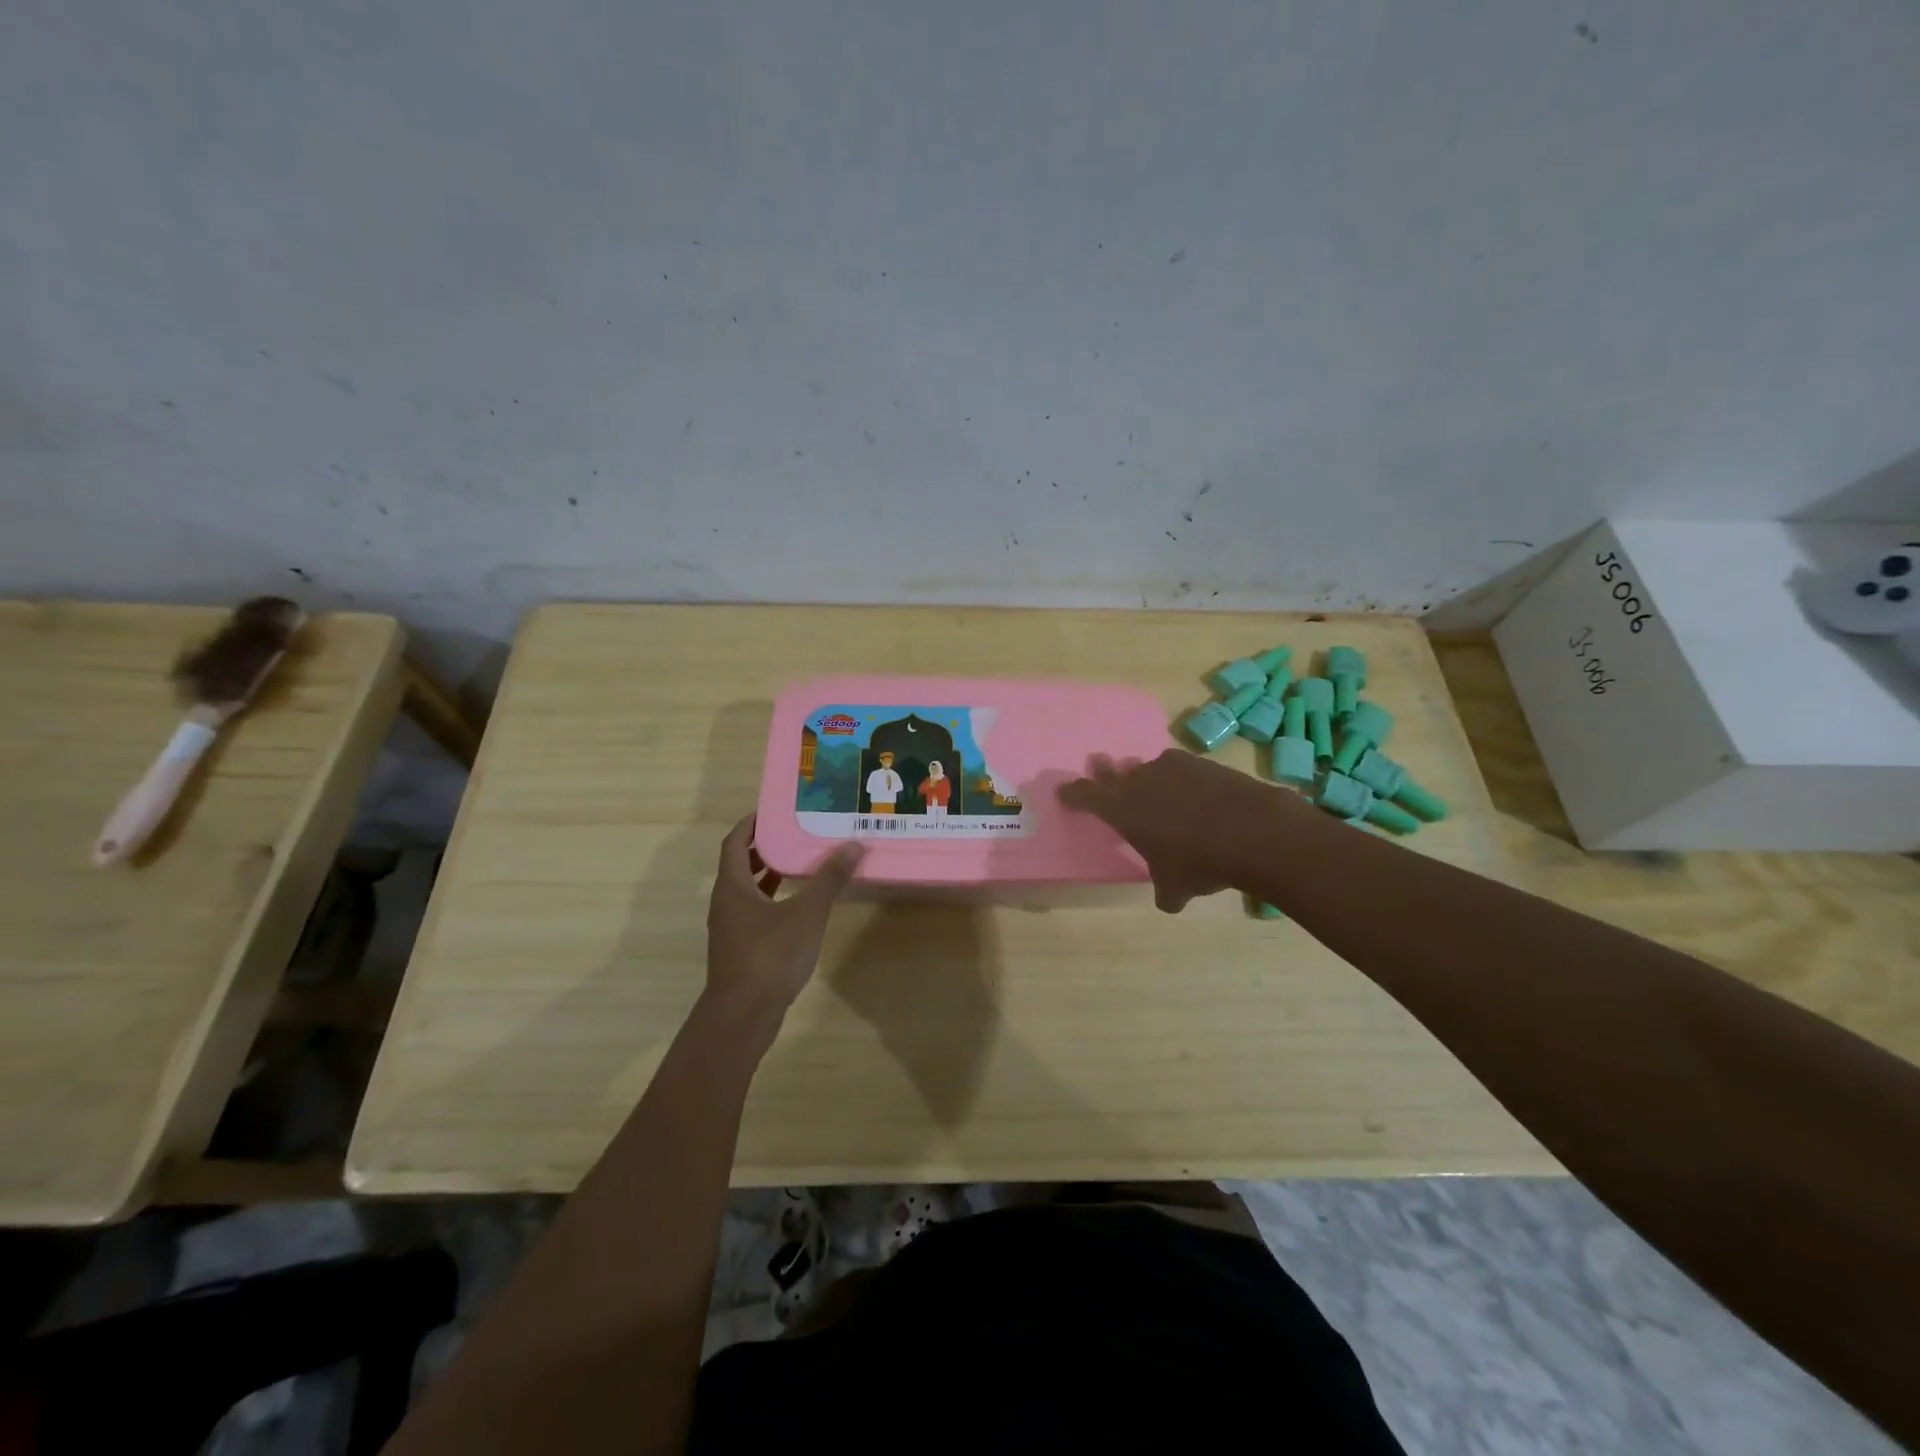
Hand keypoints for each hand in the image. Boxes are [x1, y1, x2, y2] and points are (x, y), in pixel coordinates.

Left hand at [705, 815, 863, 1030]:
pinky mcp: (741, 950)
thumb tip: (853, 844)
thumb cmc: (770, 956)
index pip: (735, 843)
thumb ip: (829, 879)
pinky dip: (774, 900)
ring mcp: (731, 929)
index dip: (751, 824)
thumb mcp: (806, 913)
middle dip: (765, 847)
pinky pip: (755, 912)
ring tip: (802, 862)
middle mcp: (726, 903)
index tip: (774, 809)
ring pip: (748, 891)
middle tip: (796, 832)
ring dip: (770, 875)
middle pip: (740, 865)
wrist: (743, 1016)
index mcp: (733, 886)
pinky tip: (799, 906)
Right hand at [1059, 749, 1284, 911]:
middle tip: (1099, 767)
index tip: (1064, 792)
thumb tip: (1169, 900)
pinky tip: (1195, 795)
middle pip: (1114, 771)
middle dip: (1105, 772)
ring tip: (1154, 789)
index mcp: (1121, 808)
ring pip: (1149, 768)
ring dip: (1146, 777)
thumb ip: (1165, 890)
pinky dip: (1182, 781)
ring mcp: (1173, 767)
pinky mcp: (1203, 763)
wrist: (1253, 830)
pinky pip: (1182, 769)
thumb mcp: (1176, 887)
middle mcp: (1141, 780)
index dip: (1073, 794)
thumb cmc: (1198, 862)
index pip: (1085, 795)